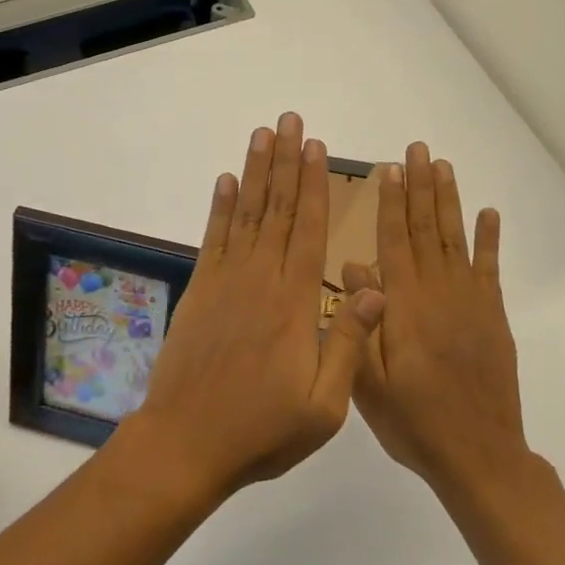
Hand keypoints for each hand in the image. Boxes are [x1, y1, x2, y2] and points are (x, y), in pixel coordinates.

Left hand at [132, 112, 386, 498]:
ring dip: (255, 171)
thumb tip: (377, 288)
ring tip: (262, 134)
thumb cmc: (261, 430)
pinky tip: (226, 180)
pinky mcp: (200, 290)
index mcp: (295, 303)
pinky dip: (220, 206)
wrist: (187, 443)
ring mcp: (226, 281)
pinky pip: (213, 238)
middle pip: (278, 209)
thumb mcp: (323, 405)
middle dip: (286, 162)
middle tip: (290, 121)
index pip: (310, 230)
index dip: (314, 186)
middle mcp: (261, 279)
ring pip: (247, 214)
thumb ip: (348, 342)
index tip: (316, 148)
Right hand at [349, 142, 529, 498]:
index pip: (393, 240)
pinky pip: (490, 268)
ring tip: (443, 166)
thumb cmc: (414, 422)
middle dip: (420, 186)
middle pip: (425, 228)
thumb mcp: (369, 382)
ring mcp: (470, 302)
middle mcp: (438, 292)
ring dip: (449, 200)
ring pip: (455, 238)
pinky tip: (488, 213)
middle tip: (418, 149)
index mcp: (404, 306)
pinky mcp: (493, 316)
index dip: (390, 202)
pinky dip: (489, 239)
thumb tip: (352, 266)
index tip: (389, 168)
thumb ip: (360, 321)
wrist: (479, 457)